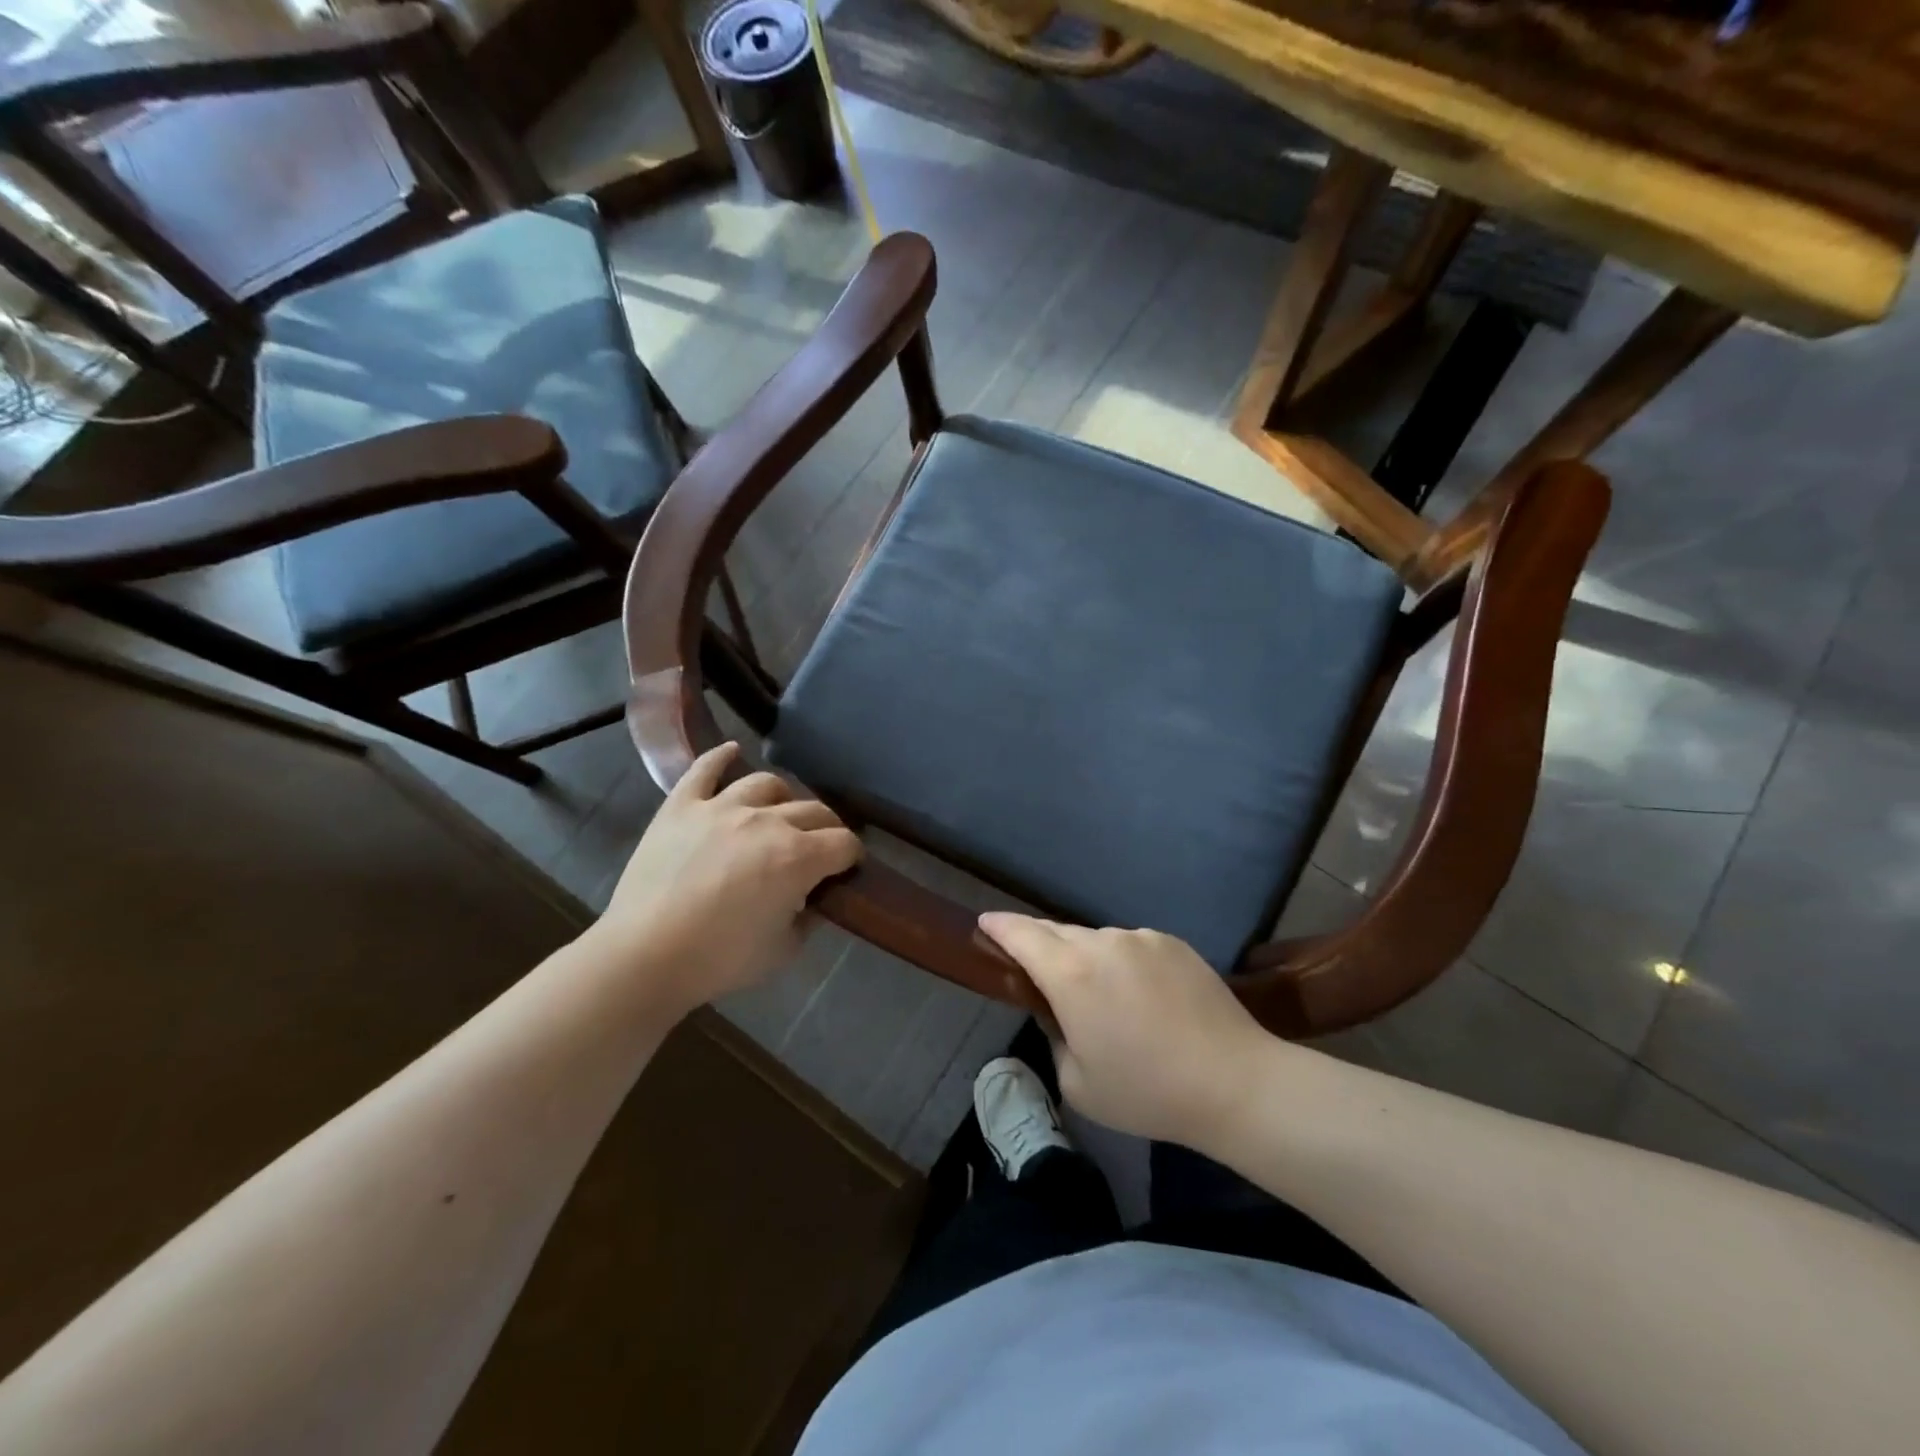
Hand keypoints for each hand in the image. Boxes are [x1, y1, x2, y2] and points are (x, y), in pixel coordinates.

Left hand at [591, 743, 860, 1014]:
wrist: (645, 956)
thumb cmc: (720, 959)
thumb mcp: (783, 950)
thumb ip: (807, 919)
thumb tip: (811, 900)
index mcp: (798, 857)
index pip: (844, 844)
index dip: (852, 856)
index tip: (847, 868)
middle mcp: (768, 821)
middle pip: (814, 811)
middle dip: (827, 829)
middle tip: (820, 847)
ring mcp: (722, 807)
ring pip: (767, 784)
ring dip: (783, 798)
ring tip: (779, 813)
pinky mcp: (682, 806)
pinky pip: (704, 769)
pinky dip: (720, 757)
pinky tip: (731, 751)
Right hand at [978, 914, 1271, 1146]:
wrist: (1233, 1082)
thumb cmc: (1147, 1091)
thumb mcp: (1078, 1083)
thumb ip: (1055, 1038)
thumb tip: (1061, 1013)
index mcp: (1071, 975)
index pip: (1022, 934)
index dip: (999, 926)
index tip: (985, 924)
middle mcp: (1103, 943)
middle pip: (1057, 932)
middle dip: (1039, 944)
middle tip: (1036, 970)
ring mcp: (1141, 938)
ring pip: (1096, 939)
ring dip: (1085, 957)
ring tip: (1101, 995)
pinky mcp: (1173, 942)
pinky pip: (1132, 945)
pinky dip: (1122, 962)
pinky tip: (1143, 997)